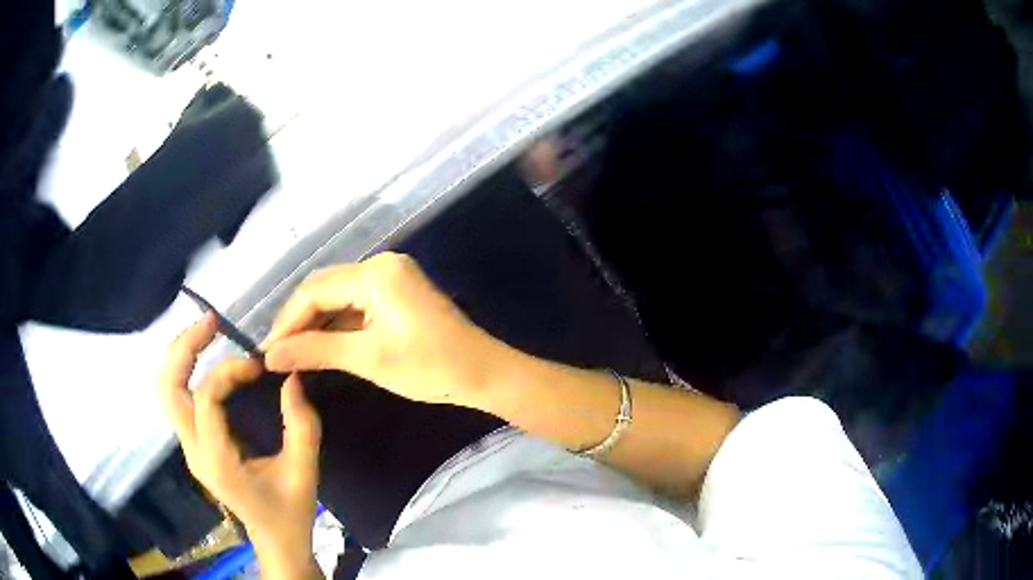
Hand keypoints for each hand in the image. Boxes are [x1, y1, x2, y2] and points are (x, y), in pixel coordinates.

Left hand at [160, 313, 321, 578]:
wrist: (275, 541)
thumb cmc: (289, 512)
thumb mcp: (304, 472)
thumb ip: (301, 425)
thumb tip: (292, 378)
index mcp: (217, 460)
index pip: (204, 399)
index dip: (227, 372)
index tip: (258, 367)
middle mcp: (193, 451)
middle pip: (168, 388)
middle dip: (184, 348)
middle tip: (211, 322)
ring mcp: (189, 448)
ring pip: (166, 391)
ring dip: (181, 355)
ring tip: (205, 332)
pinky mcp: (194, 445)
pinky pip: (178, 399)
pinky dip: (185, 370)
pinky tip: (205, 357)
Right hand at [262, 252, 509, 406]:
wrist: (484, 373)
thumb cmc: (429, 367)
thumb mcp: (367, 359)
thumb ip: (315, 351)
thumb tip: (271, 355)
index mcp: (376, 273)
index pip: (314, 290)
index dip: (287, 321)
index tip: (268, 351)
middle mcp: (382, 264)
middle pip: (324, 287)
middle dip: (299, 320)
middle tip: (278, 353)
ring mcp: (392, 276)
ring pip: (338, 295)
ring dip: (317, 323)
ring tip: (294, 352)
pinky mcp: (397, 292)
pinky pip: (357, 303)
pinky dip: (338, 323)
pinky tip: (322, 344)